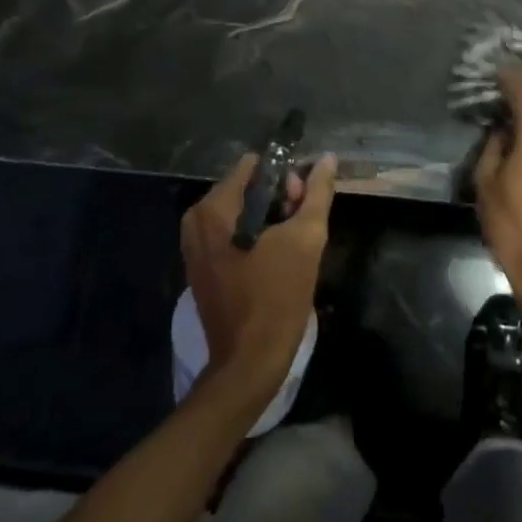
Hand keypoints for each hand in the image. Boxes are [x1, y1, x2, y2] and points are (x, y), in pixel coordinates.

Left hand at [182, 152, 336, 401]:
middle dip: (278, 199)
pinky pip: (231, 232)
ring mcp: (194, 243)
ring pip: (241, 210)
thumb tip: (326, 158)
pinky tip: (274, 259)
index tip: (301, 205)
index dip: (285, 178)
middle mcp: (197, 218)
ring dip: (269, 219)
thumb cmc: (277, 297)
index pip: (255, 165)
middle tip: (300, 227)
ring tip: (290, 246)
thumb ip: (317, 193)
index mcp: (215, 207)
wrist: (249, 363)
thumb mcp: (307, 239)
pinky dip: (254, 236)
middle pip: (247, 186)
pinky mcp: (200, 265)